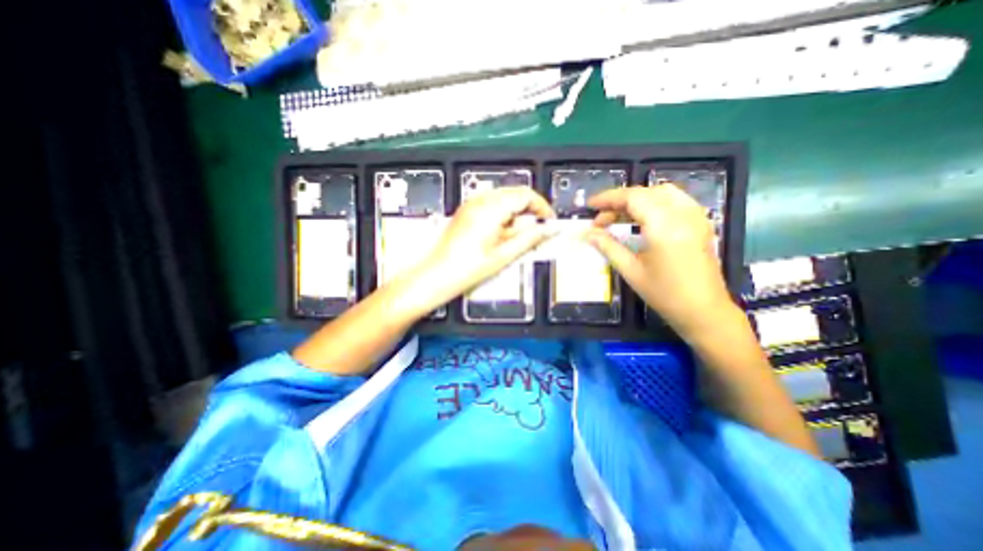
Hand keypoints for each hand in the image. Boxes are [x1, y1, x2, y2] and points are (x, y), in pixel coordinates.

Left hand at [409, 188, 560, 307]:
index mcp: (491, 208)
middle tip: (537, 231)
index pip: (525, 195)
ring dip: (516, 213)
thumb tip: (548, 229)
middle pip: (515, 194)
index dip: (542, 207)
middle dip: (530, 210)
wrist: (436, 275)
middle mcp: (480, 200)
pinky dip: (503, 215)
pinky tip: (501, 234)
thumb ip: (529, 238)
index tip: (549, 221)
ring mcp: (471, 204)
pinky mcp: (466, 211)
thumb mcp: (503, 255)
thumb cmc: (467, 269)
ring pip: (504, 199)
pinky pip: (492, 205)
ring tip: (517, 236)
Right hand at [582, 186, 736, 339]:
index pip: (633, 197)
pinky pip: (675, 200)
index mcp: (664, 226)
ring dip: (637, 199)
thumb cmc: (664, 294)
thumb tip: (588, 234)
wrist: (703, 311)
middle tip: (601, 219)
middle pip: (646, 192)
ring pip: (661, 193)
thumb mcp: (631, 270)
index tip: (590, 205)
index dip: (608, 198)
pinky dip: (654, 202)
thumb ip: (608, 247)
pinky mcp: (700, 222)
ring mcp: (696, 216)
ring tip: (619, 216)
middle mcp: (683, 214)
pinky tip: (643, 218)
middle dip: (619, 201)